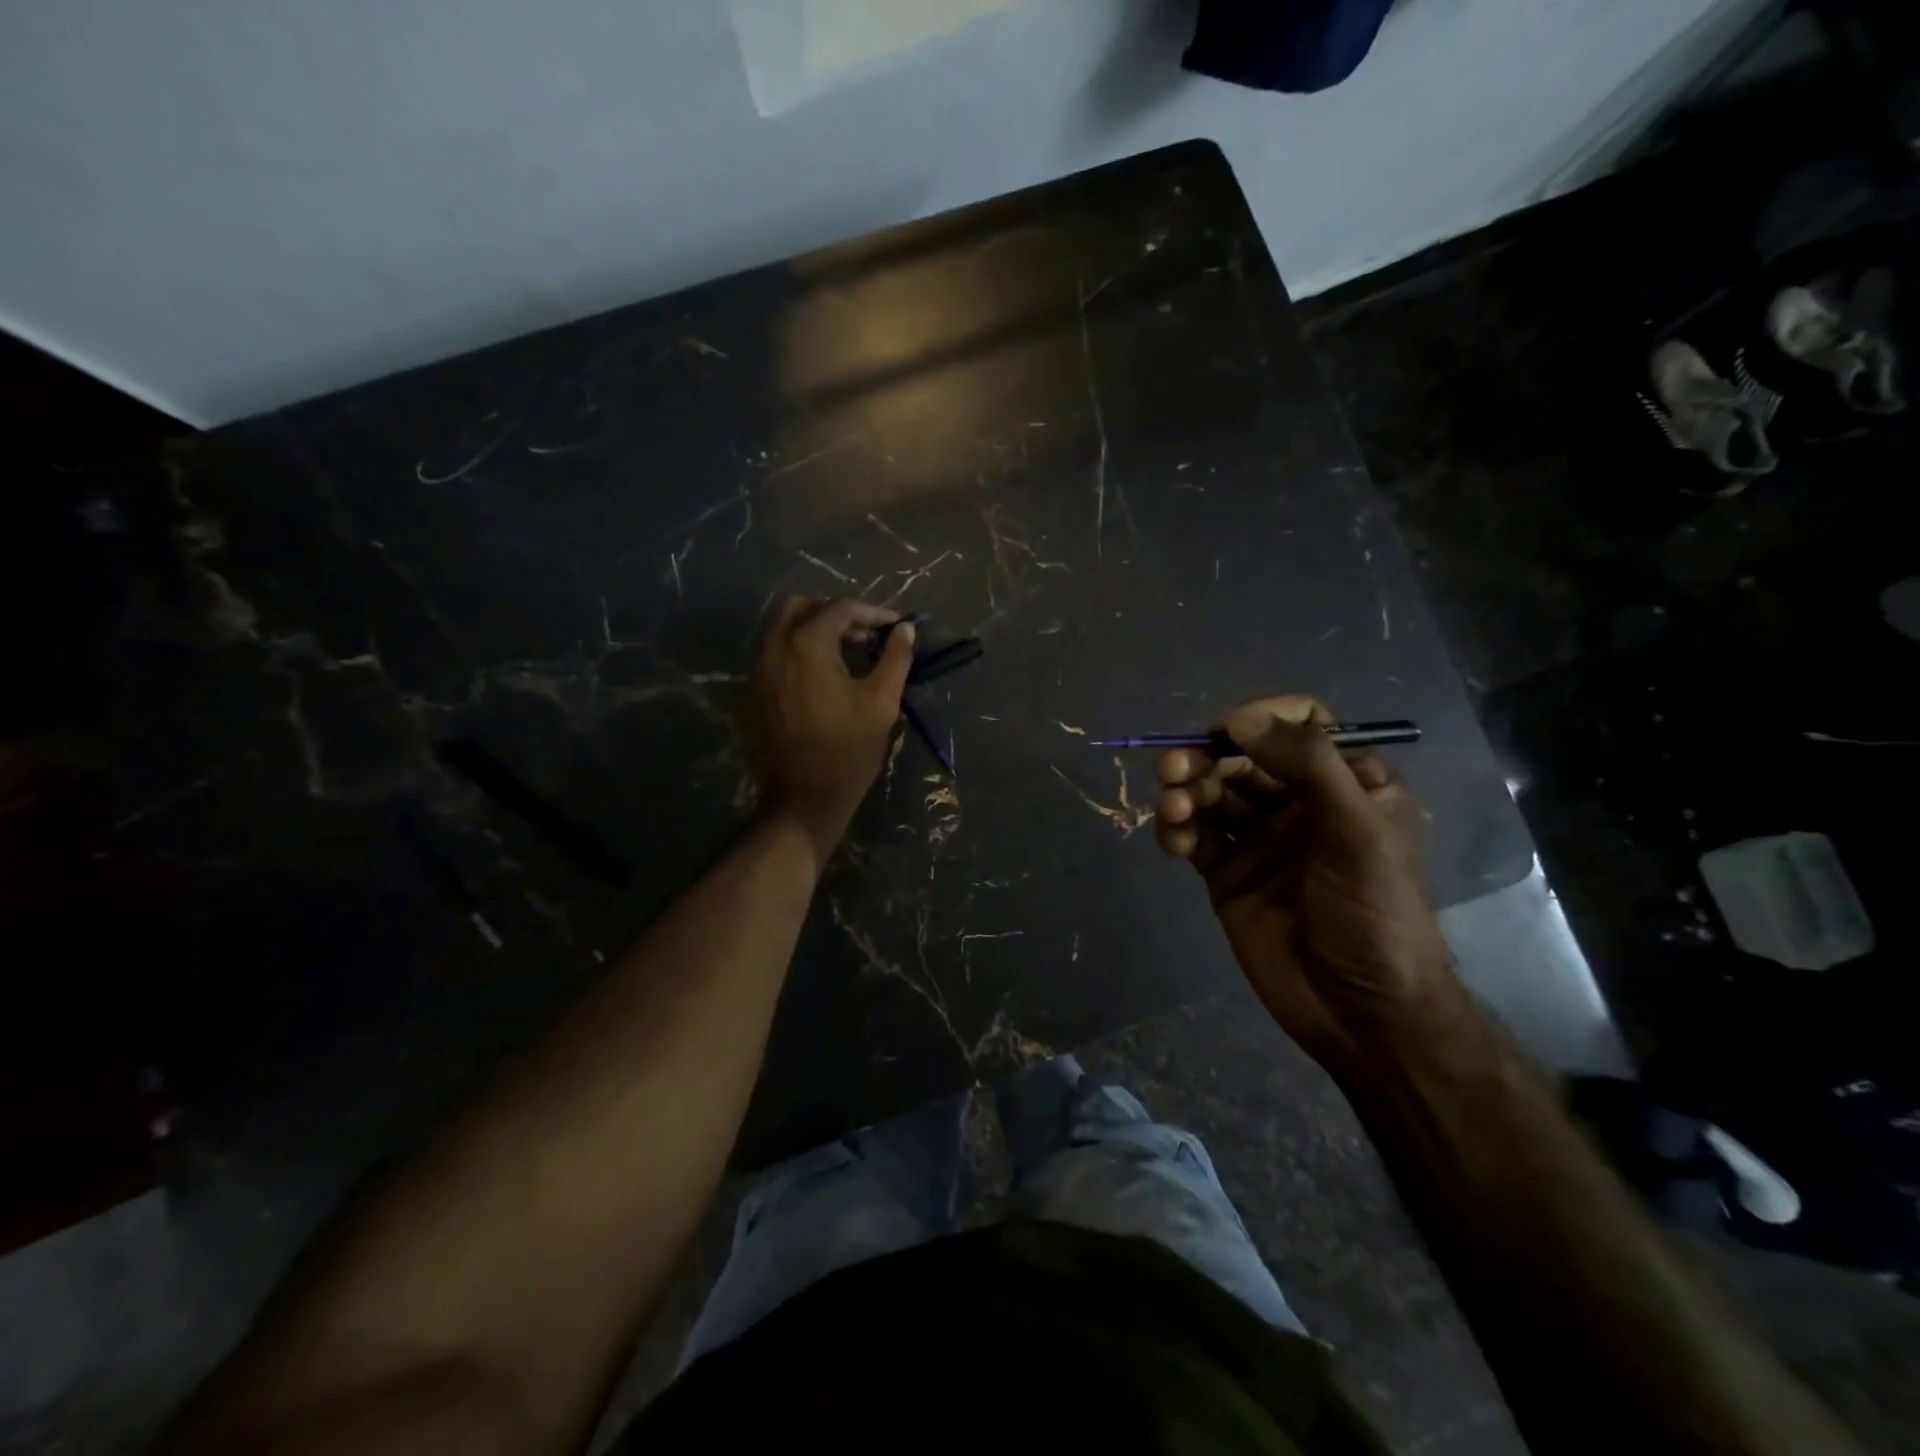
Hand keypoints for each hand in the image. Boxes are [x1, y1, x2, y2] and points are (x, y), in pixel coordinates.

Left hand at [752, 596, 914, 862]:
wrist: (804, 798)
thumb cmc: (849, 749)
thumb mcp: (882, 701)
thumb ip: (895, 658)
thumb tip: (905, 630)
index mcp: (807, 645)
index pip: (841, 609)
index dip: (873, 613)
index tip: (896, 628)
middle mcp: (776, 648)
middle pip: (804, 608)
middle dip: (838, 615)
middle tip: (867, 637)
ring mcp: (761, 670)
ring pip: (787, 631)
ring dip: (819, 633)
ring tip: (851, 658)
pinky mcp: (756, 692)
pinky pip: (779, 655)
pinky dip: (803, 653)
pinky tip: (828, 679)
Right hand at [1155, 694, 1458, 1064]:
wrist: (1361, 1012)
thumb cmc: (1375, 914)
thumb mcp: (1358, 831)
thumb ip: (1307, 766)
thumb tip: (1240, 718)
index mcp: (1345, 784)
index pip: (1300, 725)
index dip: (1261, 719)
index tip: (1228, 732)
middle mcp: (1299, 804)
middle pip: (1242, 757)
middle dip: (1205, 757)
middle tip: (1174, 768)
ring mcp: (1259, 840)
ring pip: (1211, 794)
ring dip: (1185, 792)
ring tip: (1174, 809)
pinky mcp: (1227, 873)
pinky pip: (1194, 836)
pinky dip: (1176, 830)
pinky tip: (1174, 841)